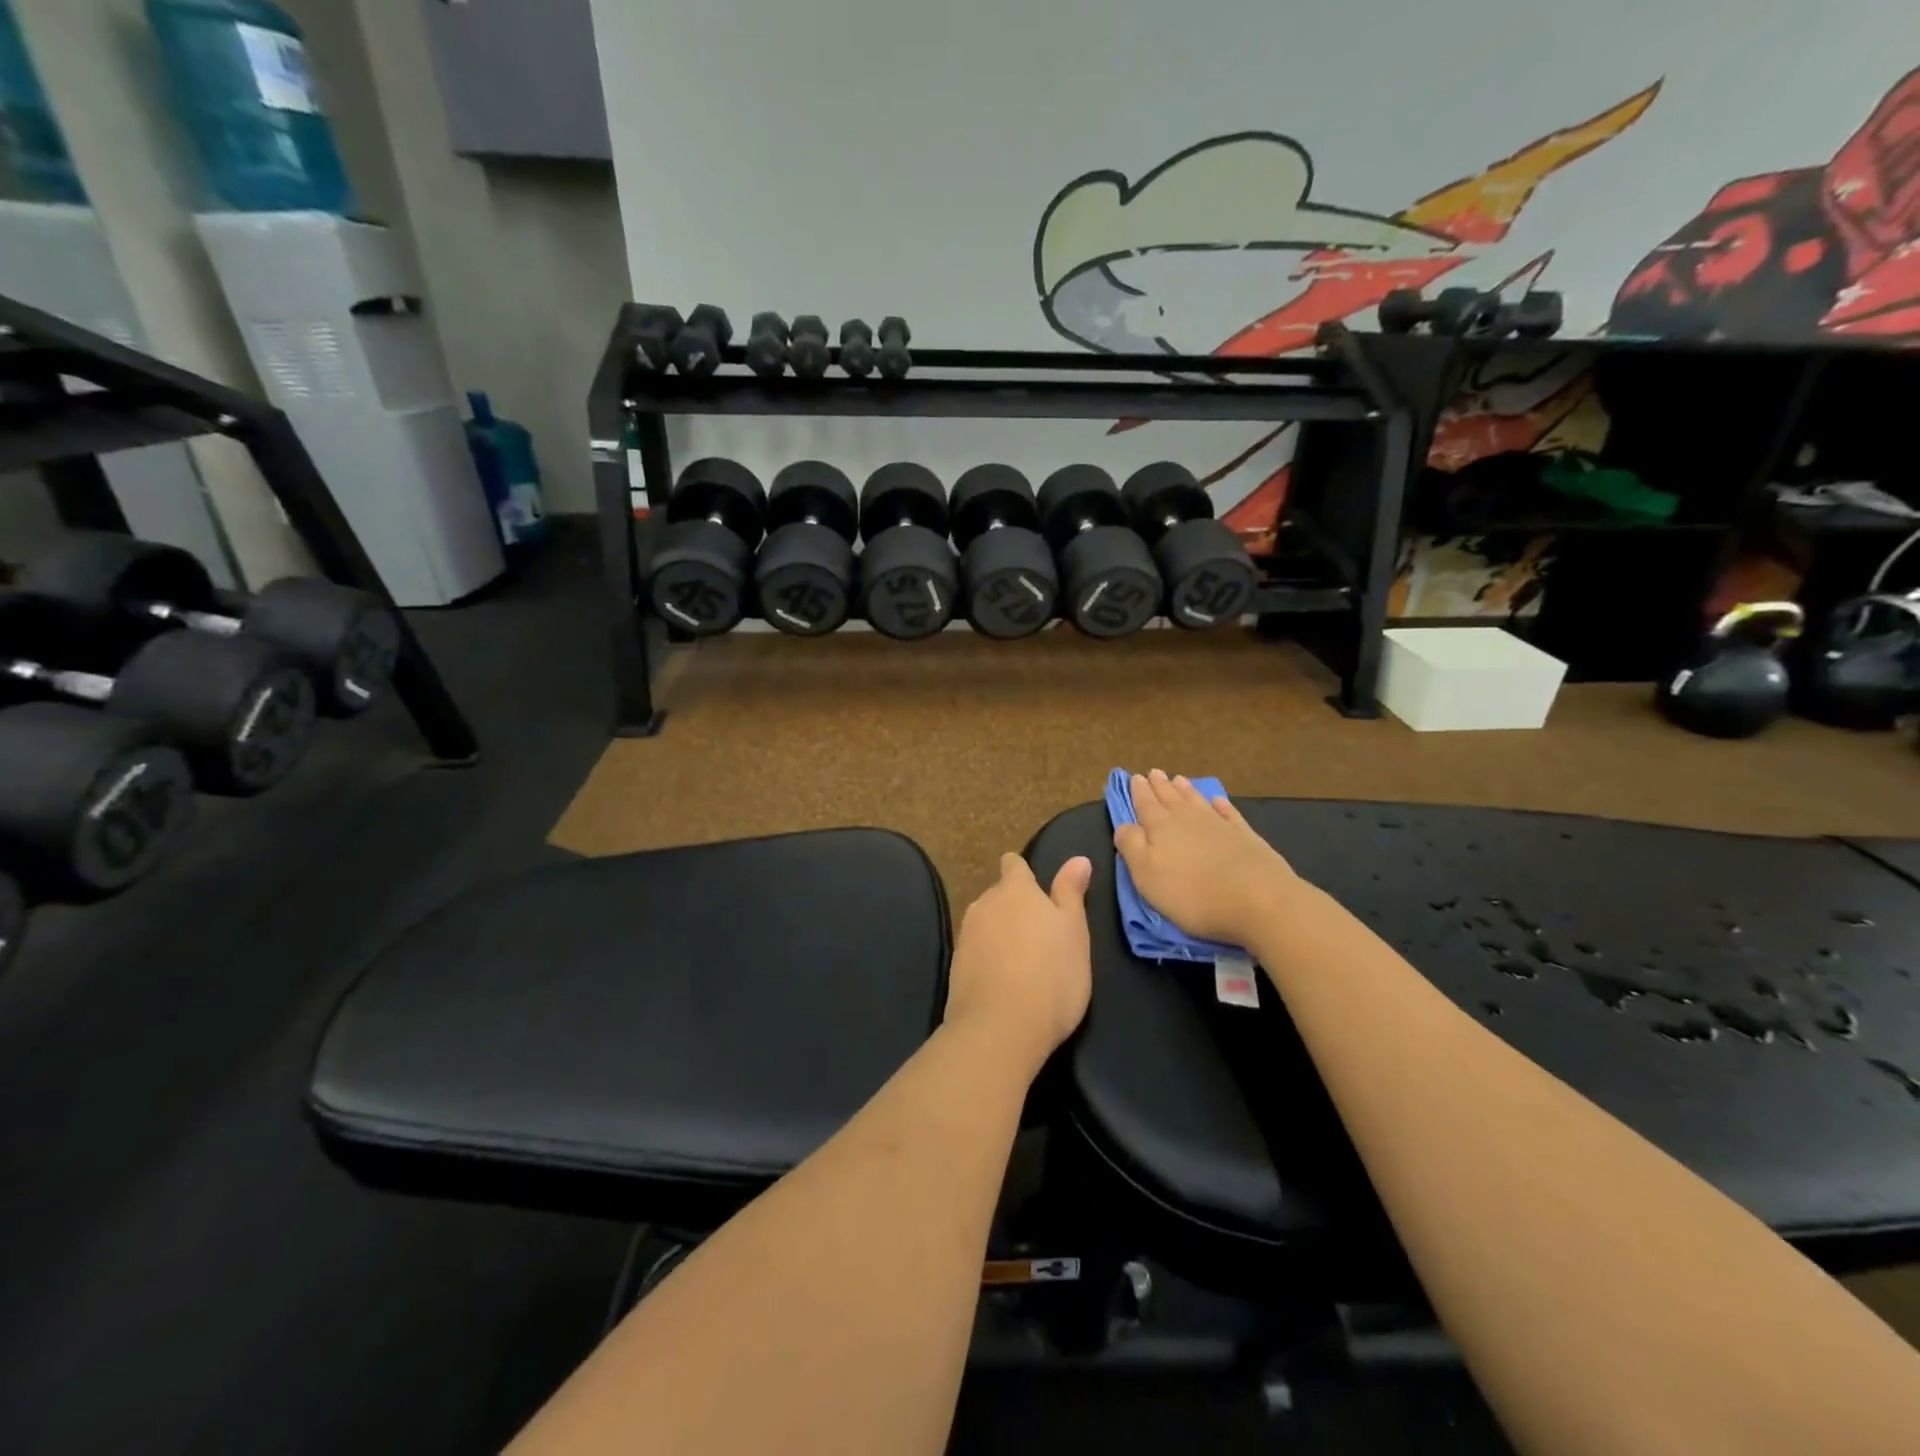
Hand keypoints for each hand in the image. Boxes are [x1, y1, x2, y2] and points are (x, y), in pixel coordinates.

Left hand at [944, 853, 1092, 1075]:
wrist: (1000, 1028)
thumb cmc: (1051, 975)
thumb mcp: (1075, 932)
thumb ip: (1071, 893)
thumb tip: (1078, 858)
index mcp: (1015, 890)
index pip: (1013, 864)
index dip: (1023, 873)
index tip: (1037, 891)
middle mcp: (985, 903)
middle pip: (999, 895)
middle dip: (1014, 907)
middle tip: (1039, 935)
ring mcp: (965, 934)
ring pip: (986, 923)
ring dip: (1000, 933)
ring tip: (1022, 961)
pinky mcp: (955, 965)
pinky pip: (975, 951)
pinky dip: (988, 958)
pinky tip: (1003, 981)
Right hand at [1113, 770, 1297, 945]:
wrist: (1258, 900)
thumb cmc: (1192, 893)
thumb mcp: (1146, 875)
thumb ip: (1131, 846)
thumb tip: (1124, 825)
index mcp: (1161, 827)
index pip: (1145, 804)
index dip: (1139, 791)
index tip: (1135, 777)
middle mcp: (1188, 819)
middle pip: (1171, 798)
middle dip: (1160, 786)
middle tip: (1154, 772)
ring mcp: (1219, 825)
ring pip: (1197, 801)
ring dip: (1186, 790)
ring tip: (1179, 779)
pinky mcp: (1245, 836)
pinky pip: (1229, 813)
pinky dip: (1221, 805)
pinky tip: (1218, 801)